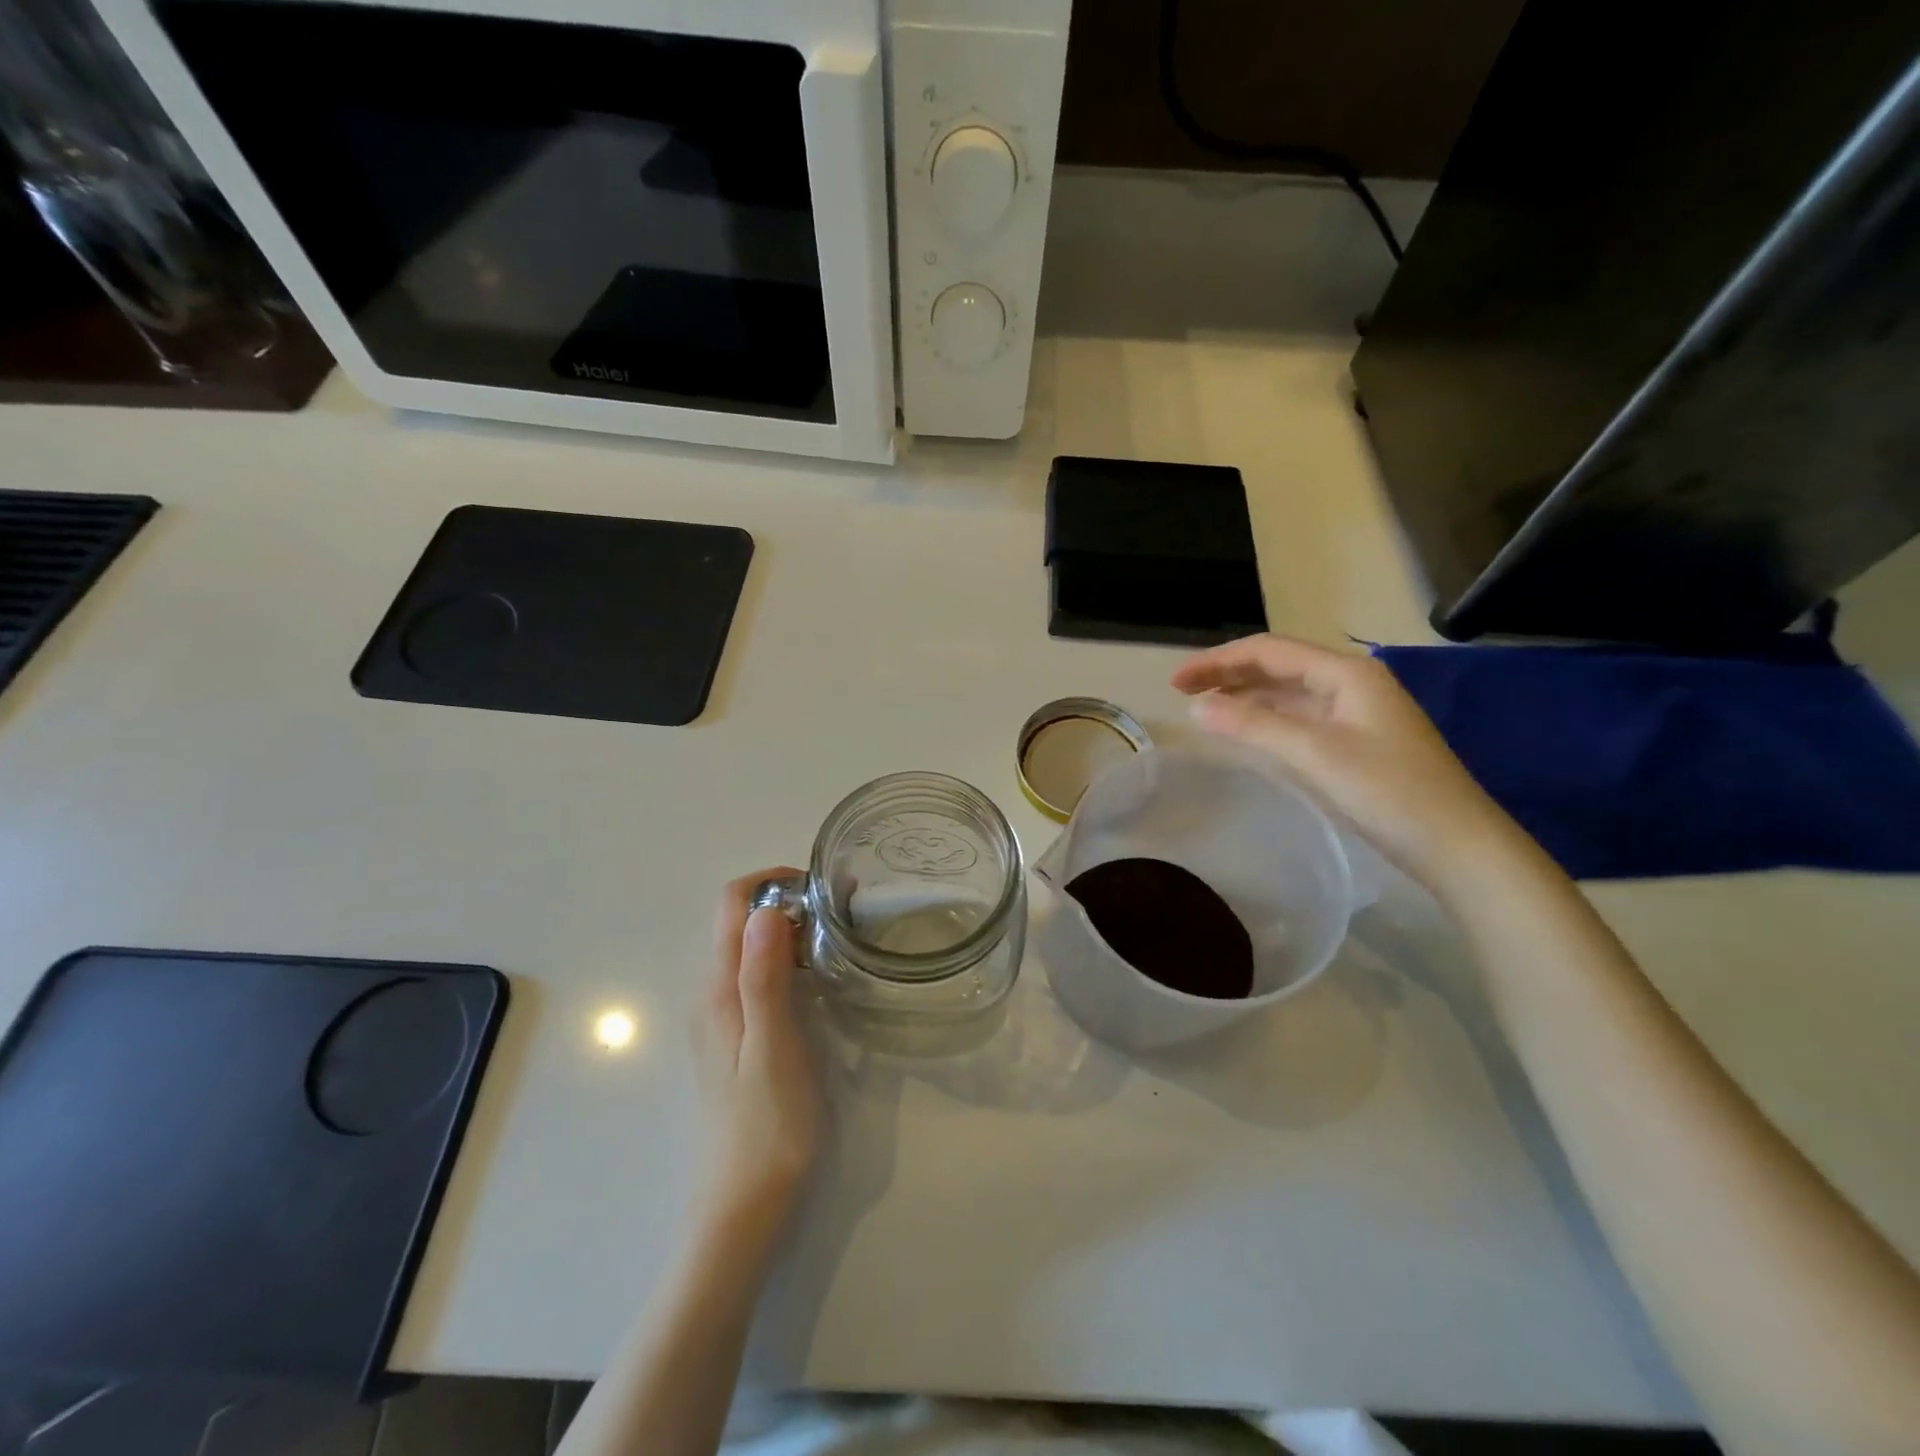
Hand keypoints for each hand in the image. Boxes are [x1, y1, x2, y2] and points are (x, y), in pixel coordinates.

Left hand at [693, 871, 820, 1232]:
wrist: (742, 1210)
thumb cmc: (766, 1128)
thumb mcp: (772, 1047)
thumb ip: (763, 978)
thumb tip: (764, 910)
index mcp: (719, 990)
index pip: (732, 905)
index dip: (772, 881)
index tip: (821, 886)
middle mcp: (711, 995)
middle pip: (740, 921)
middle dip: (786, 901)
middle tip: (842, 911)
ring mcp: (720, 1019)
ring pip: (749, 948)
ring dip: (788, 930)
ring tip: (837, 939)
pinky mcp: (734, 1039)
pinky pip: (755, 977)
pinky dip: (785, 960)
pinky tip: (818, 981)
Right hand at [1171, 634, 1525, 888]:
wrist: (1459, 846)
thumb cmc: (1389, 792)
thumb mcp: (1315, 754)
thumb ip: (1253, 726)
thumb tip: (1197, 707)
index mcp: (1347, 673)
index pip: (1269, 650)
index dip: (1217, 662)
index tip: (1176, 683)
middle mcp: (1352, 683)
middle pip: (1278, 666)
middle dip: (1228, 674)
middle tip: (1182, 692)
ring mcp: (1358, 713)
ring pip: (1290, 693)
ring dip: (1246, 696)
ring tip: (1205, 708)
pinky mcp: (1359, 742)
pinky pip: (1302, 718)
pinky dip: (1268, 720)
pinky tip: (1248, 731)